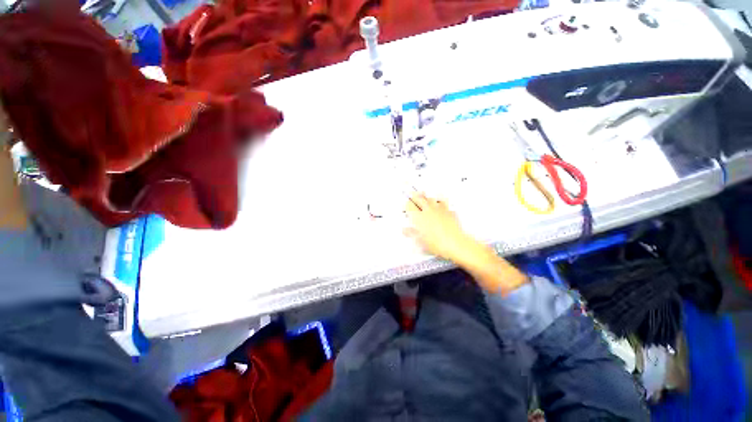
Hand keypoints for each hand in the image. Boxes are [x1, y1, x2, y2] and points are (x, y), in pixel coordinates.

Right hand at [404, 193, 527, 294]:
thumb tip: (405, 230)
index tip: (406, 206)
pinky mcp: (449, 211)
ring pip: (431, 198)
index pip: (410, 206)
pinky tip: (440, 203)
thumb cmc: (436, 244)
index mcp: (419, 217)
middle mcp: (428, 210)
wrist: (455, 244)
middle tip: (412, 194)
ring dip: (427, 197)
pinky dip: (440, 201)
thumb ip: (411, 233)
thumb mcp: (420, 241)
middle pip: (419, 199)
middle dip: (415, 196)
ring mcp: (439, 209)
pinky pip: (444, 202)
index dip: (407, 205)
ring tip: (424, 194)